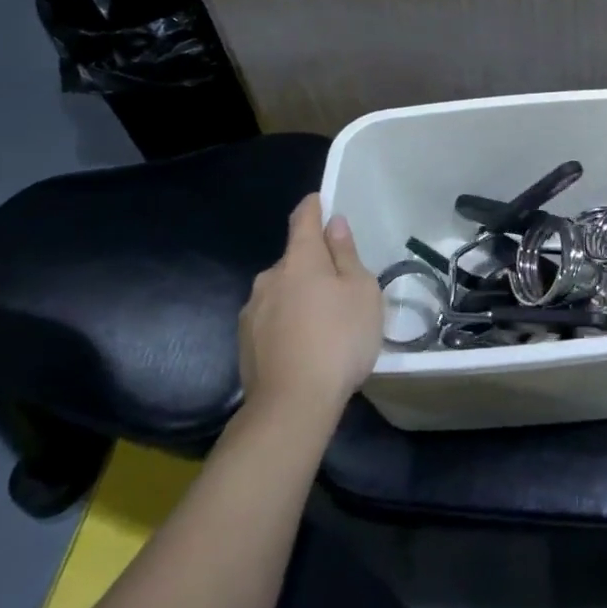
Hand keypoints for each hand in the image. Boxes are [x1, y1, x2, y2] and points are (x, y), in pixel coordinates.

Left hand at [238, 195, 382, 421]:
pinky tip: (304, 345)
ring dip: (300, 296)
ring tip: (324, 322)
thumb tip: (334, 224)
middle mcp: (269, 277)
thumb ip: (346, 255)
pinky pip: (272, 319)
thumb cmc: (339, 339)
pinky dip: (288, 322)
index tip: (321, 201)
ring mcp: (252, 311)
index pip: (303, 219)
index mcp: (300, 259)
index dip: (313, 206)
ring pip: (282, 291)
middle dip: (314, 264)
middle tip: (341, 286)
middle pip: (294, 259)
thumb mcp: (361, 292)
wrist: (292, 405)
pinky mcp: (245, 343)